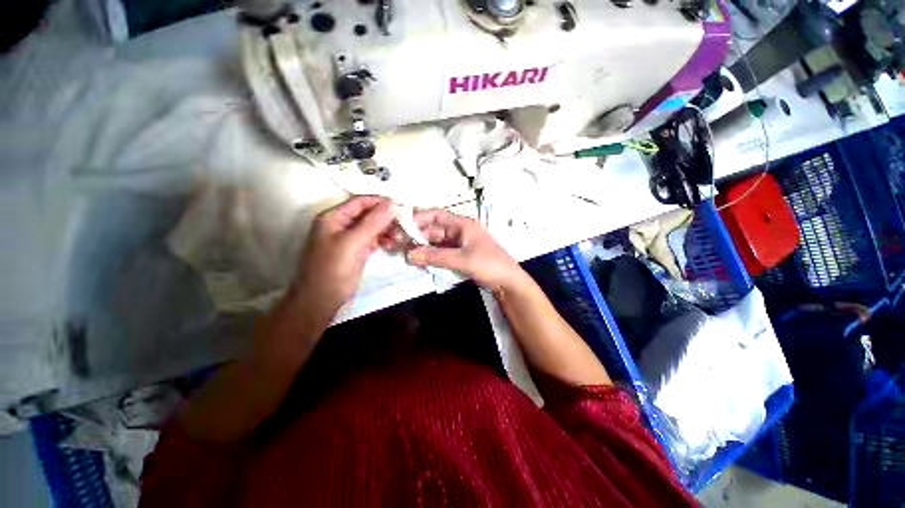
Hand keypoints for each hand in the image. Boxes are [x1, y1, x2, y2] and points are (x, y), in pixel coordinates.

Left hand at [291, 196, 395, 327]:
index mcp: (333, 217)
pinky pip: (372, 239)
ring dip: (386, 229)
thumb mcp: (353, 242)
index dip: (380, 201)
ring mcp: (349, 238)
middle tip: (405, 222)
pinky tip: (392, 243)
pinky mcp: (357, 250)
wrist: (322, 300)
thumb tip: (393, 203)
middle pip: (367, 213)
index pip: (360, 202)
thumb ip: (373, 222)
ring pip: (372, 227)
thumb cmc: (334, 268)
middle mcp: (341, 224)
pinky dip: (383, 239)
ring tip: (400, 235)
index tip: (401, 205)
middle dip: (385, 216)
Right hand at [403, 209, 526, 292]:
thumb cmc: (488, 264)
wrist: (507, 282)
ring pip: (436, 242)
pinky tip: (422, 262)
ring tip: (408, 256)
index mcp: (462, 224)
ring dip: (424, 248)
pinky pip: (442, 252)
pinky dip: (432, 256)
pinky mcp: (460, 255)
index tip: (401, 227)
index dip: (418, 218)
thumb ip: (435, 257)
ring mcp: (460, 243)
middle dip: (418, 237)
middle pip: (434, 229)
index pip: (436, 215)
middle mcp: (459, 231)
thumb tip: (408, 255)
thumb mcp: (462, 259)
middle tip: (401, 246)